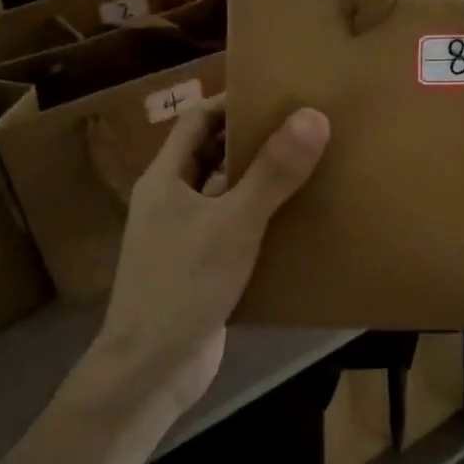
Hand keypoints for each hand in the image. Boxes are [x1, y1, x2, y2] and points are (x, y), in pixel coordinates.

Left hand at [83, 97, 329, 419]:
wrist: (151, 370)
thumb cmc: (183, 286)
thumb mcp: (232, 223)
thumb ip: (272, 173)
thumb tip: (313, 116)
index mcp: (166, 179)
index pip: (197, 120)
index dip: (232, 101)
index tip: (278, 93)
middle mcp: (171, 202)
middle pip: (213, 155)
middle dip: (255, 141)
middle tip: (306, 128)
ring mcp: (185, 238)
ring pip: (227, 196)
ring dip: (262, 183)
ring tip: (313, 168)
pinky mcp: (203, 270)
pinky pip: (236, 232)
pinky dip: (263, 222)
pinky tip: (300, 223)